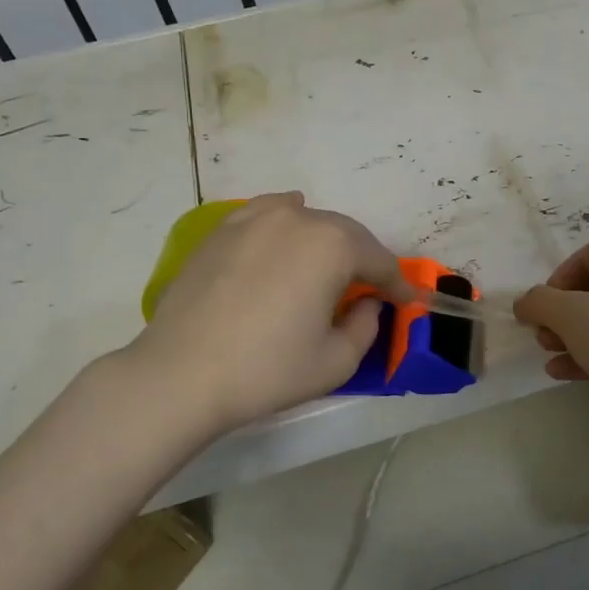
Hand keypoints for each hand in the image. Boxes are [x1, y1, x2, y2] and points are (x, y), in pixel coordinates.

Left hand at [112, 192, 402, 437]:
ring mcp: (256, 218)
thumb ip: (367, 325)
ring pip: (309, 221)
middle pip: (347, 235)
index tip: (408, 301)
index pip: (380, 262)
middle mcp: (298, 219)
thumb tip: (366, 302)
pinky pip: (269, 215)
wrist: (180, 374)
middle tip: (372, 289)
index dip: (397, 285)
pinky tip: (290, 228)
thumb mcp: (337, 360)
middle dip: (365, 261)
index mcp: (333, 246)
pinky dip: (289, 222)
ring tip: (330, 268)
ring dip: (329, 242)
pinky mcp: (224, 229)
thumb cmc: (268, 370)